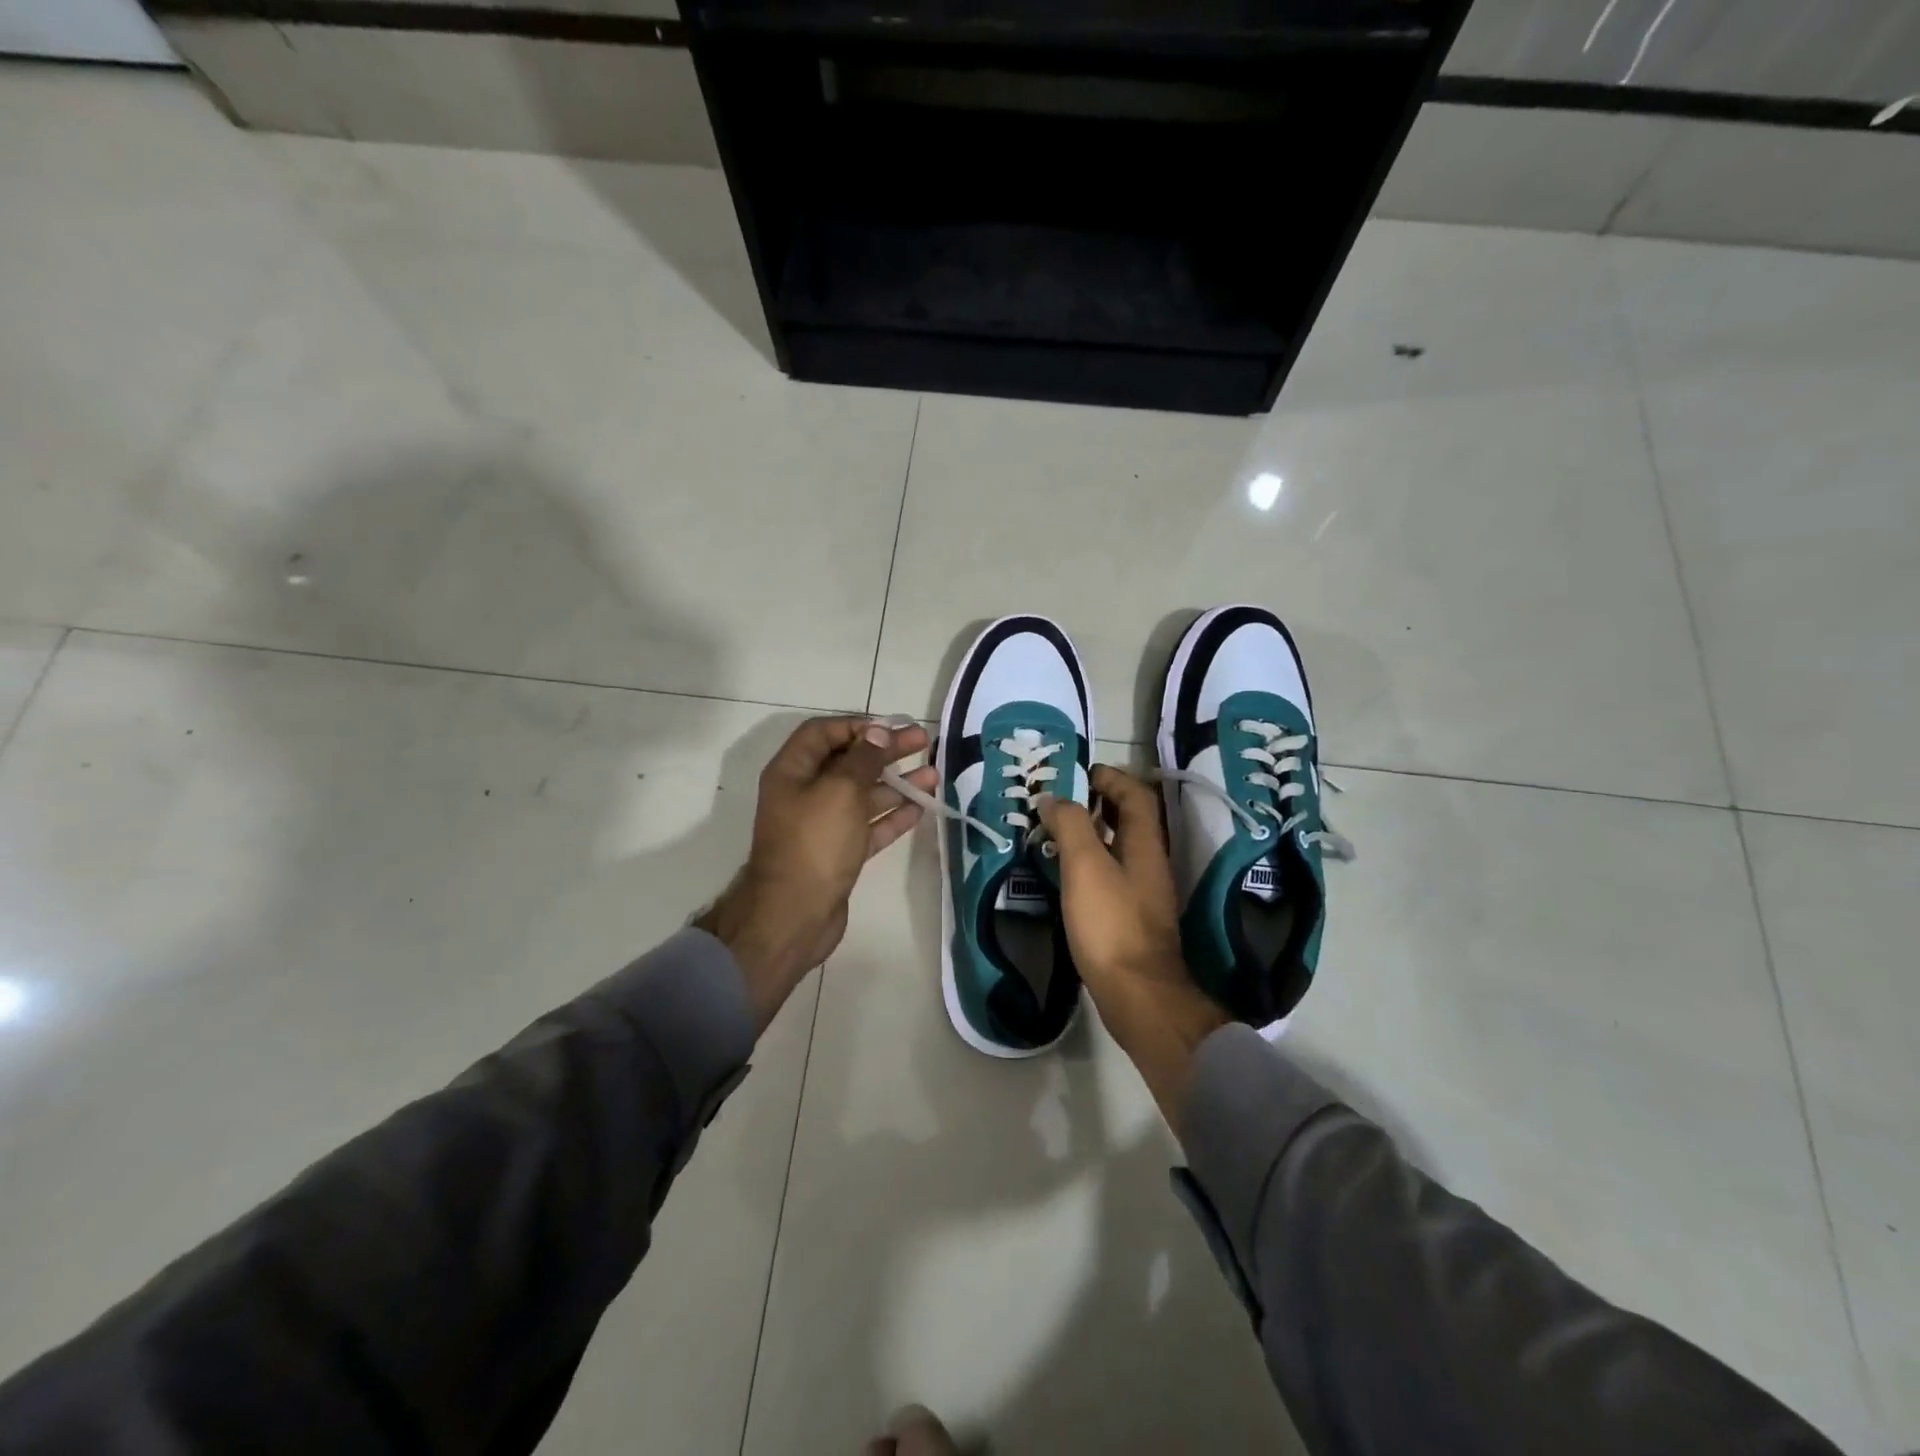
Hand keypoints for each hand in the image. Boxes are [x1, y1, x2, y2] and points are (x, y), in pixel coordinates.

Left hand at [699, 717, 936, 1031]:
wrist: (794, 915)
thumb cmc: (814, 843)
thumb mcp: (840, 791)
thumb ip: (862, 759)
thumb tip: (877, 732)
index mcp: (792, 771)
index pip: (822, 733)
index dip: (857, 726)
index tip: (891, 727)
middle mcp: (804, 793)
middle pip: (848, 762)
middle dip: (885, 751)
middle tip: (923, 742)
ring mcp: (822, 825)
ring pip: (863, 795)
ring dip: (896, 783)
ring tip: (933, 775)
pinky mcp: (838, 853)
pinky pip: (868, 826)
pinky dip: (892, 816)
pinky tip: (920, 808)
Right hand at [1037, 766, 1226, 1124]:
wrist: (1137, 994)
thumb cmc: (1111, 923)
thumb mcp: (1085, 866)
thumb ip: (1070, 825)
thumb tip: (1054, 797)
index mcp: (1145, 844)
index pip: (1135, 795)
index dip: (1111, 778)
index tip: (1079, 773)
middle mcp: (1150, 863)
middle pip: (1130, 819)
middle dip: (1098, 803)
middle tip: (1061, 801)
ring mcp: (1144, 893)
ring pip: (1120, 848)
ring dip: (1092, 834)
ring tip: (1055, 833)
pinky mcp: (1132, 918)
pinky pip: (1112, 875)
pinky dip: (1091, 863)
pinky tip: (1065, 875)